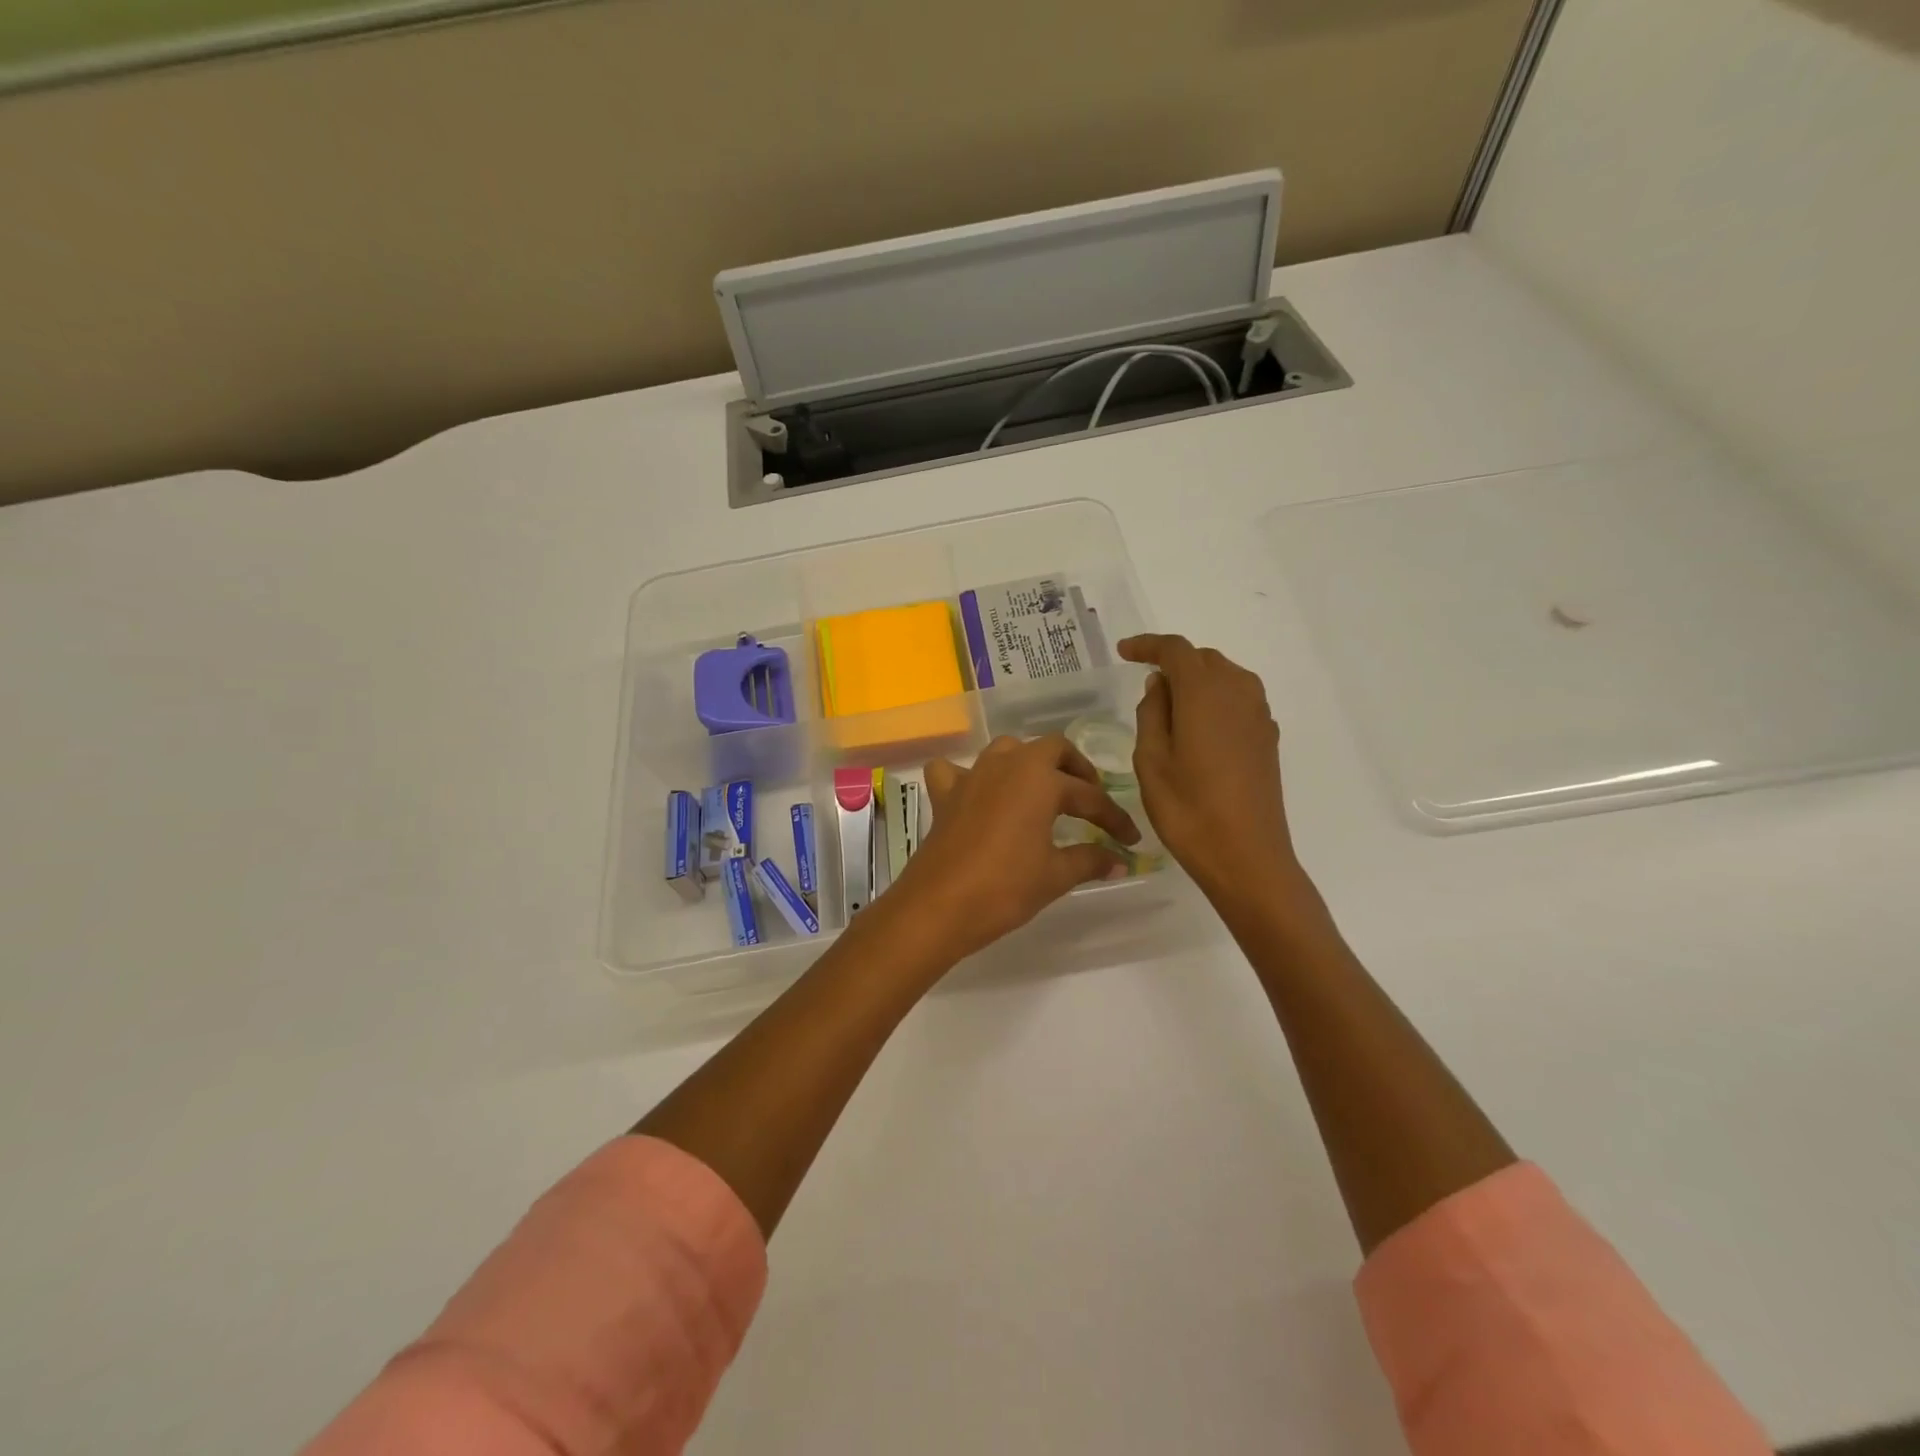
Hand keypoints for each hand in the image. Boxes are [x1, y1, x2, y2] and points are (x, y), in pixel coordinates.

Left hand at [890, 734, 1139, 962]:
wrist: (940, 905)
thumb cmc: (1005, 887)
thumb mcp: (1055, 874)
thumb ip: (1090, 860)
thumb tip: (1120, 861)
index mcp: (1041, 779)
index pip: (1089, 796)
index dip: (1113, 818)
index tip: (1130, 840)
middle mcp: (1008, 765)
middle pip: (1051, 749)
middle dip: (1076, 770)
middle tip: (1089, 800)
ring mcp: (972, 775)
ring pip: (1006, 750)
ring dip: (1028, 764)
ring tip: (1043, 792)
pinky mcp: (945, 794)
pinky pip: (955, 770)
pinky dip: (967, 776)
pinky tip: (977, 794)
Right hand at [1119, 635, 1303, 902]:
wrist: (1247, 856)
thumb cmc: (1188, 809)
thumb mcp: (1151, 760)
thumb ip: (1152, 713)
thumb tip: (1160, 685)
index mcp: (1204, 693)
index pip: (1175, 650)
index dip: (1148, 645)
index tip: (1124, 651)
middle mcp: (1238, 692)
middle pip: (1204, 659)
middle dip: (1174, 662)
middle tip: (1145, 684)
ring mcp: (1258, 715)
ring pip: (1225, 677)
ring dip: (1197, 680)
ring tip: (1171, 706)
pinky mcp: (1267, 738)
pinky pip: (1239, 700)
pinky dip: (1215, 700)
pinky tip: (1199, 729)